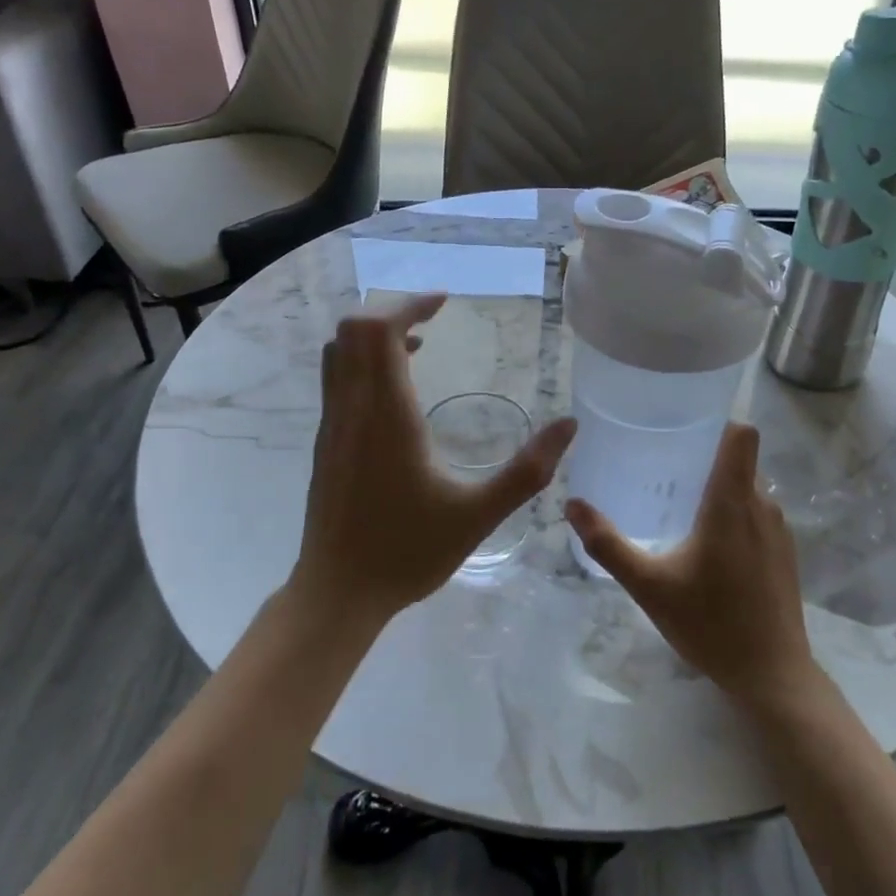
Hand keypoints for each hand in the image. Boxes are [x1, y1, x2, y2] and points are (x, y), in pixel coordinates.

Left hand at [289, 293, 575, 628]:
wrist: (338, 592)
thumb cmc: (407, 551)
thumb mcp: (478, 514)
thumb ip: (527, 471)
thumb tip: (569, 426)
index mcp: (386, 415)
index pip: (379, 330)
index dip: (409, 304)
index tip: (444, 302)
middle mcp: (351, 409)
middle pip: (352, 330)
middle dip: (392, 311)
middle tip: (433, 318)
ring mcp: (332, 425)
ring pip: (339, 352)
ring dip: (374, 336)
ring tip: (418, 344)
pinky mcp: (326, 443)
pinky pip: (337, 379)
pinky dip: (363, 362)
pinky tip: (397, 392)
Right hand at [565, 424, 814, 708]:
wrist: (772, 674)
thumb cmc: (710, 623)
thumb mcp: (649, 585)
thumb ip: (608, 543)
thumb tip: (573, 504)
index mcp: (732, 503)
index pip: (740, 434)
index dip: (716, 422)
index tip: (683, 427)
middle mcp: (762, 505)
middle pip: (739, 459)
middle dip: (705, 457)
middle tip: (664, 469)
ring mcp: (780, 529)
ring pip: (749, 488)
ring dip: (720, 488)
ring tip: (680, 506)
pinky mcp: (785, 552)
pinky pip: (759, 513)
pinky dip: (736, 513)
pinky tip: (709, 545)